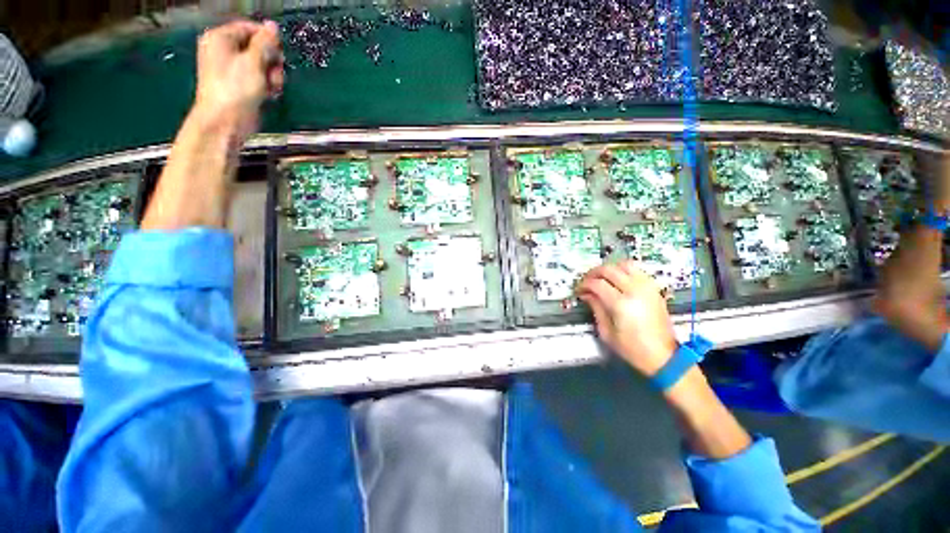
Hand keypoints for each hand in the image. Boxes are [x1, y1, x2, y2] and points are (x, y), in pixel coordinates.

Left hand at [193, 20, 284, 140]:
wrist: (226, 121)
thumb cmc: (236, 88)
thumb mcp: (253, 61)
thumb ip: (264, 42)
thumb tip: (272, 26)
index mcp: (221, 38)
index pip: (249, 28)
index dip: (267, 39)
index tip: (279, 53)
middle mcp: (224, 50)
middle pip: (257, 47)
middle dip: (271, 61)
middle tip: (275, 73)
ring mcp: (231, 69)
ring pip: (261, 64)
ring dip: (272, 75)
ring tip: (272, 87)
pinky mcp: (240, 85)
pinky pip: (258, 78)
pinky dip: (267, 84)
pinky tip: (270, 93)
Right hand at [577, 261, 678, 376]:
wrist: (663, 356)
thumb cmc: (631, 348)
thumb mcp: (607, 332)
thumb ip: (596, 308)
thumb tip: (586, 294)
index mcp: (621, 304)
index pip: (597, 283)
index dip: (584, 284)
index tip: (578, 290)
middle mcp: (635, 291)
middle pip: (609, 269)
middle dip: (593, 273)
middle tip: (586, 281)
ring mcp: (647, 288)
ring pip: (624, 265)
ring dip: (609, 268)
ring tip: (601, 277)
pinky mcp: (654, 289)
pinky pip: (637, 271)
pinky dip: (624, 271)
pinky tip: (617, 280)